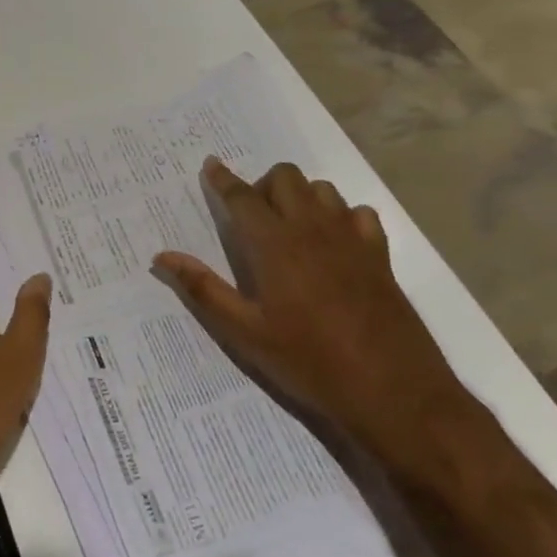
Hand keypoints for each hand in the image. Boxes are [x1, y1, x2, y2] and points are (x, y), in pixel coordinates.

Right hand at [155, 159, 471, 467]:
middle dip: (264, 185)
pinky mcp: (379, 255)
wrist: (395, 392)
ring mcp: (350, 239)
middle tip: (253, 217)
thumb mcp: (246, 333)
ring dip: (301, 197)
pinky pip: (358, 213)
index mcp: (274, 245)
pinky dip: (341, 217)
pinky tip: (334, 243)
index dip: (223, 179)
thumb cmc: (309, 362)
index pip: (242, 196)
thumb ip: (204, 289)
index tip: (211, 165)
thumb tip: (162, 257)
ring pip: (322, 189)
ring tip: (291, 228)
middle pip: (285, 177)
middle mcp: (312, 229)